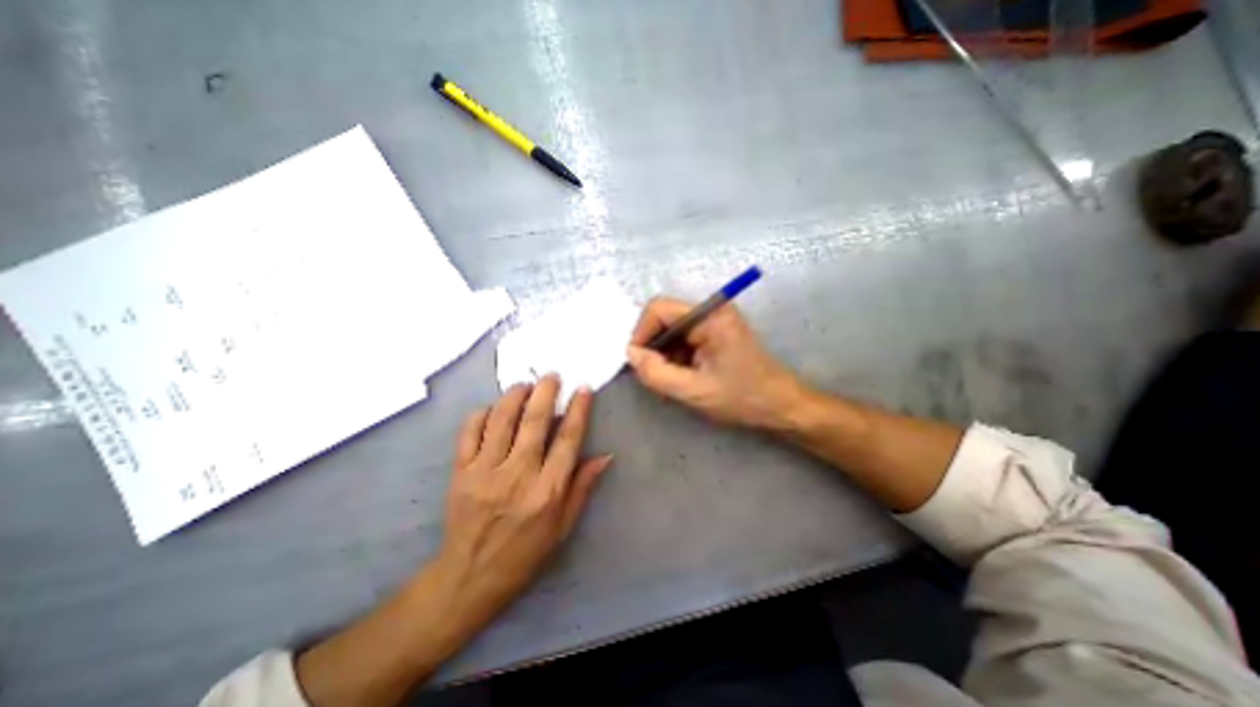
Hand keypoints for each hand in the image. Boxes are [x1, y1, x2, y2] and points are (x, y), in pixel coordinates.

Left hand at [433, 377, 609, 629]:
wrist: (469, 578)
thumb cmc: (525, 554)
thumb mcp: (563, 527)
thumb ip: (583, 487)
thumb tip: (605, 456)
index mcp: (547, 491)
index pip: (567, 440)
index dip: (578, 410)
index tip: (583, 388)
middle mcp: (517, 476)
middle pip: (533, 422)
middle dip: (545, 392)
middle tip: (552, 375)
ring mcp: (484, 472)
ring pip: (501, 421)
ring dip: (514, 396)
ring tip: (524, 384)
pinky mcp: (460, 473)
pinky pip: (469, 433)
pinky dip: (481, 414)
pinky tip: (492, 407)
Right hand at [621, 297, 804, 428]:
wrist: (781, 406)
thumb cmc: (743, 398)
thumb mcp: (695, 391)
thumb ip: (656, 373)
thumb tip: (632, 355)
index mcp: (709, 316)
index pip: (658, 308)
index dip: (641, 333)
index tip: (640, 362)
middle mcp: (711, 310)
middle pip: (664, 318)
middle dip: (653, 346)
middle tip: (654, 375)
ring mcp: (714, 320)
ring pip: (671, 329)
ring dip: (664, 353)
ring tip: (671, 380)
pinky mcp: (715, 332)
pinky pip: (683, 337)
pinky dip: (675, 356)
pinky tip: (682, 376)